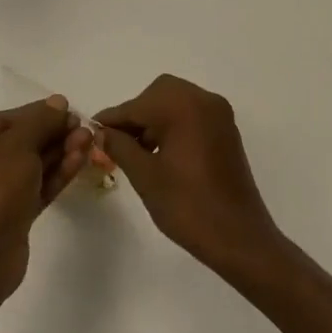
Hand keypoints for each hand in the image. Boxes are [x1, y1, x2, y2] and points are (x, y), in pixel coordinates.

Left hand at [0, 96, 93, 297]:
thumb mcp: (18, 145)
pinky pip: (37, 187)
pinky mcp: (13, 216)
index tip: (70, 110)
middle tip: (84, 129)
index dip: (40, 113)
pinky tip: (79, 161)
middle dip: (54, 134)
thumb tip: (58, 102)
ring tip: (89, 142)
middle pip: (22, 142)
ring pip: (32, 166)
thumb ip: (40, 121)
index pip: (8, 120)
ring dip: (60, 152)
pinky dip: (56, 174)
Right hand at [96, 75, 284, 278]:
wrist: (239, 238)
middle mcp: (204, 100)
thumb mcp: (146, 177)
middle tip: (117, 142)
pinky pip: (192, 115)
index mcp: (183, 107)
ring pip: (176, 102)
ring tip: (137, 152)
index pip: (137, 105)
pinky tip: (161, 153)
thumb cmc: (188, 207)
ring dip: (154, 119)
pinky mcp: (227, 130)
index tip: (91, 130)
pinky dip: (174, 125)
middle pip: (159, 94)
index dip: (112, 119)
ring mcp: (219, 114)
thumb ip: (120, 147)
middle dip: (136, 115)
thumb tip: (102, 132)